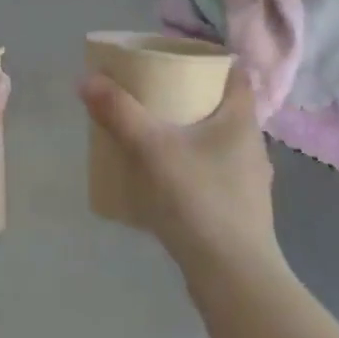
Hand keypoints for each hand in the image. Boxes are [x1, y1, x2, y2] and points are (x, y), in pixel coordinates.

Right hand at [78, 66, 278, 280]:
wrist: (233, 278)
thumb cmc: (199, 200)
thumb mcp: (153, 150)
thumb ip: (120, 113)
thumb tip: (87, 79)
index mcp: (242, 120)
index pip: (235, 73)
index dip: (209, 60)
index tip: (175, 58)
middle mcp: (251, 145)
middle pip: (221, 106)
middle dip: (188, 97)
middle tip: (151, 92)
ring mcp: (248, 181)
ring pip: (216, 142)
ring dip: (188, 133)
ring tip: (151, 134)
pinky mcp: (238, 210)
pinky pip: (211, 173)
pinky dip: (189, 166)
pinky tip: (163, 179)